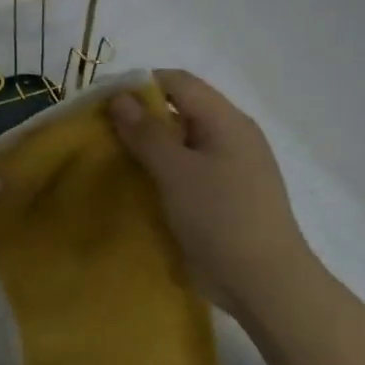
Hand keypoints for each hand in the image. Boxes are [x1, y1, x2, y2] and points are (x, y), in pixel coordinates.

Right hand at [109, 69, 315, 317]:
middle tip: (101, 134)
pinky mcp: (222, 196)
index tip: (103, 103)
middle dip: (140, 117)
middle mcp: (231, 137)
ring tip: (113, 159)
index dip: (140, 84)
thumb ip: (147, 133)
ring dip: (148, 147)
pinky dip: (161, 171)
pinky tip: (138, 186)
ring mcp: (229, 168)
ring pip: (181, 143)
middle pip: (180, 110)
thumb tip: (119, 98)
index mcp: (227, 121)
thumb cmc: (221, 218)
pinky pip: (186, 170)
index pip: (179, 82)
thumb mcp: (177, 172)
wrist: (263, 282)